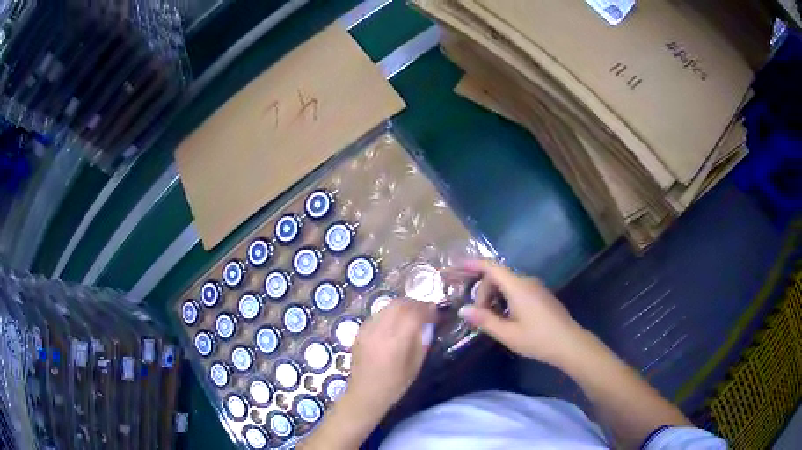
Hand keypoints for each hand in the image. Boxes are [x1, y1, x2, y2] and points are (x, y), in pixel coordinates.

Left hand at [345, 299, 435, 414]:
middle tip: (426, 311)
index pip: (414, 313)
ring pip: (388, 306)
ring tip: (412, 316)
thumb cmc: (394, 384)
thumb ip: (422, 341)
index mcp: (396, 341)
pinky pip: (378, 314)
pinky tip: (395, 324)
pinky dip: (390, 314)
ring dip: (403, 307)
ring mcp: (367, 329)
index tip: (437, 313)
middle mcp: (380, 330)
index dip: (428, 310)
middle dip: (416, 304)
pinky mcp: (360, 331)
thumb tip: (430, 324)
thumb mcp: (416, 365)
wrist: (365, 394)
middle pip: (400, 305)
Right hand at [456, 259, 584, 366]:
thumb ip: (484, 320)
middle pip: (498, 277)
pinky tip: (506, 318)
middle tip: (479, 316)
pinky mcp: (541, 295)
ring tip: (491, 319)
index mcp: (518, 287)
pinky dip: (505, 299)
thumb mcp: (508, 333)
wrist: (569, 343)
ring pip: (507, 284)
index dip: (473, 264)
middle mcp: (527, 281)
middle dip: (484, 292)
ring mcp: (536, 287)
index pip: (492, 267)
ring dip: (494, 297)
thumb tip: (464, 310)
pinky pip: (517, 290)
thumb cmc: (538, 339)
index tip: (457, 265)